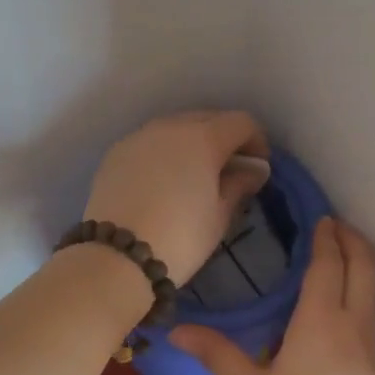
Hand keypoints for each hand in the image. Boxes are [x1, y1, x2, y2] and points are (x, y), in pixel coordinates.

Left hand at [83, 111, 270, 284]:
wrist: (116, 256)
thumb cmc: (180, 237)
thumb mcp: (219, 215)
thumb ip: (239, 184)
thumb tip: (255, 169)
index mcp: (203, 138)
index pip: (241, 122)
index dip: (256, 140)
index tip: (258, 166)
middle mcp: (171, 127)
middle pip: (207, 118)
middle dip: (224, 137)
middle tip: (230, 168)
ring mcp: (139, 136)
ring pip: (176, 126)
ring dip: (192, 141)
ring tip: (195, 173)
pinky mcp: (116, 152)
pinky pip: (150, 141)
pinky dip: (164, 151)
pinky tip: (164, 179)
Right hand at [172, 218, 374, 374]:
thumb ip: (218, 355)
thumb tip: (178, 330)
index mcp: (321, 320)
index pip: (328, 264)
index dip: (326, 237)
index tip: (321, 217)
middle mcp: (354, 324)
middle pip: (364, 268)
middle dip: (354, 241)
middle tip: (336, 226)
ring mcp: (374, 348)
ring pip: (373, 292)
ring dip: (361, 267)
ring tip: (339, 260)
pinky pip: (372, 317)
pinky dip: (361, 296)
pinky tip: (341, 312)